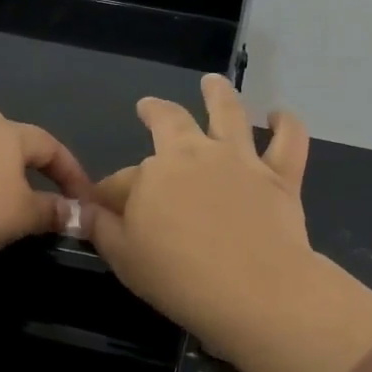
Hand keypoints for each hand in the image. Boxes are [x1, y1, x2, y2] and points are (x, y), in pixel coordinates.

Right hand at [85, 77, 371, 371]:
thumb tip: (83, 210)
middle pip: (170, 122)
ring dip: (218, 93)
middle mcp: (194, 155)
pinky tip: (279, 115)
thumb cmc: (180, 279)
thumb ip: (103, 230)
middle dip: (155, 112)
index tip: (103, 208)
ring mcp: (240, 160)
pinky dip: (286, 124)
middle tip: (148, 107)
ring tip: (213, 81)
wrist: (255, 290)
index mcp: (152, 175)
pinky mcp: (280, 175)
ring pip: (228, 113)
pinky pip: (288, 140)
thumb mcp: (124, 259)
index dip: (110, 194)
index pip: (122, 181)